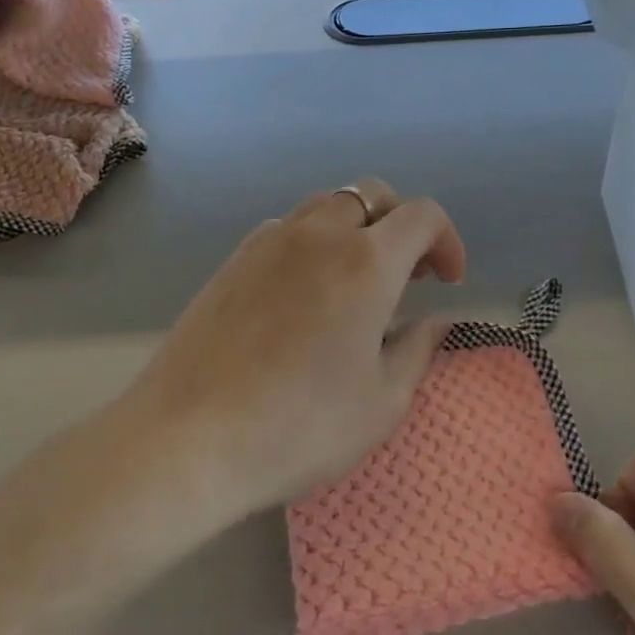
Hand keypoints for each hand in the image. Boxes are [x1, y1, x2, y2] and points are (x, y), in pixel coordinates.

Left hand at [121, 178, 466, 519]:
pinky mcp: (232, 261)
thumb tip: (435, 321)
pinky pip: (287, 229)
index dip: (447, 240)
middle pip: (372, 194)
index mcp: (366, 263)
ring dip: (356, 229)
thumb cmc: (299, 427)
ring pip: (327, 206)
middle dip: (402, 225)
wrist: (186, 440)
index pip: (422, 215)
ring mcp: (268, 243)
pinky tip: (305, 293)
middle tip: (408, 275)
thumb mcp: (382, 403)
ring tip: (356, 281)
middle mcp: (318, 236)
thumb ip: (418, 350)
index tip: (448, 281)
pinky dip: (313, 243)